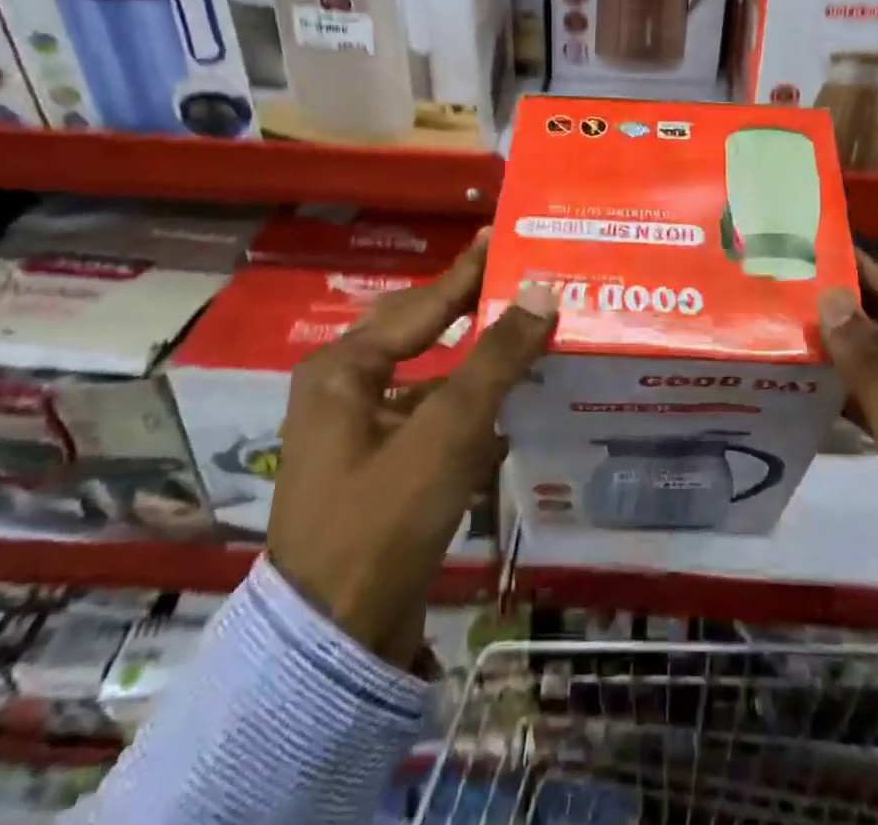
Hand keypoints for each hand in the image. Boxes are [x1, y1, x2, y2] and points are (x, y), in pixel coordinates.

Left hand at [267, 234, 556, 667]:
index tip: (502, 236)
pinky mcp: (378, 468)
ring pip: (428, 377)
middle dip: (467, 307)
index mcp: (343, 368)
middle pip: (418, 331)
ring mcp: (357, 432)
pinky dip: (466, 405)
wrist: (335, 641)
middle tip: (515, 278)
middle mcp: (343, 390)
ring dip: (473, 359)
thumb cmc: (383, 518)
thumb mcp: (446, 430)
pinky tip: (506, 403)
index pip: (422, 303)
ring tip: (521, 332)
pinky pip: (429, 417)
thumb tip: (541, 291)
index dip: (468, 271)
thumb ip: (496, 357)